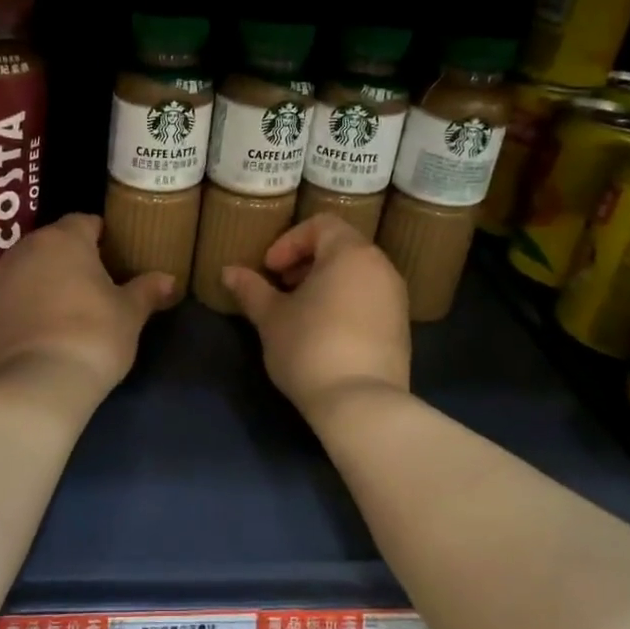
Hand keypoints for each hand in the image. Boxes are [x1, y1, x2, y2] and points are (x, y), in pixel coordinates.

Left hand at [0, 214, 177, 399]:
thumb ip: (146, 290)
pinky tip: (38, 331)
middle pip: (52, 243)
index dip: (102, 237)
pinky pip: (8, 298)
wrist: (34, 386)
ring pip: (26, 269)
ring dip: (43, 280)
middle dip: (70, 258)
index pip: (85, 222)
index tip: (115, 257)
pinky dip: (22, 306)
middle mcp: (25, 249)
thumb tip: (168, 279)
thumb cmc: (92, 337)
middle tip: (93, 285)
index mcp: (63, 239)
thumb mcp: (130, 315)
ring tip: (64, 310)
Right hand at [221, 215, 410, 413]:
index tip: (270, 269)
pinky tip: (323, 333)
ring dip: (325, 283)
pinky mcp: (401, 327)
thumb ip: (251, 289)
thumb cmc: (310, 347)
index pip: (320, 224)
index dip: (289, 241)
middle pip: (340, 247)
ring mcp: (396, 298)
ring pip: (356, 274)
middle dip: (305, 262)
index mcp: (350, 253)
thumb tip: (228, 271)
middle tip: (281, 287)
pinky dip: (345, 302)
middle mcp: (380, 267)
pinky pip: (369, 299)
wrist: (361, 403)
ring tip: (299, 312)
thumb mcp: (271, 317)